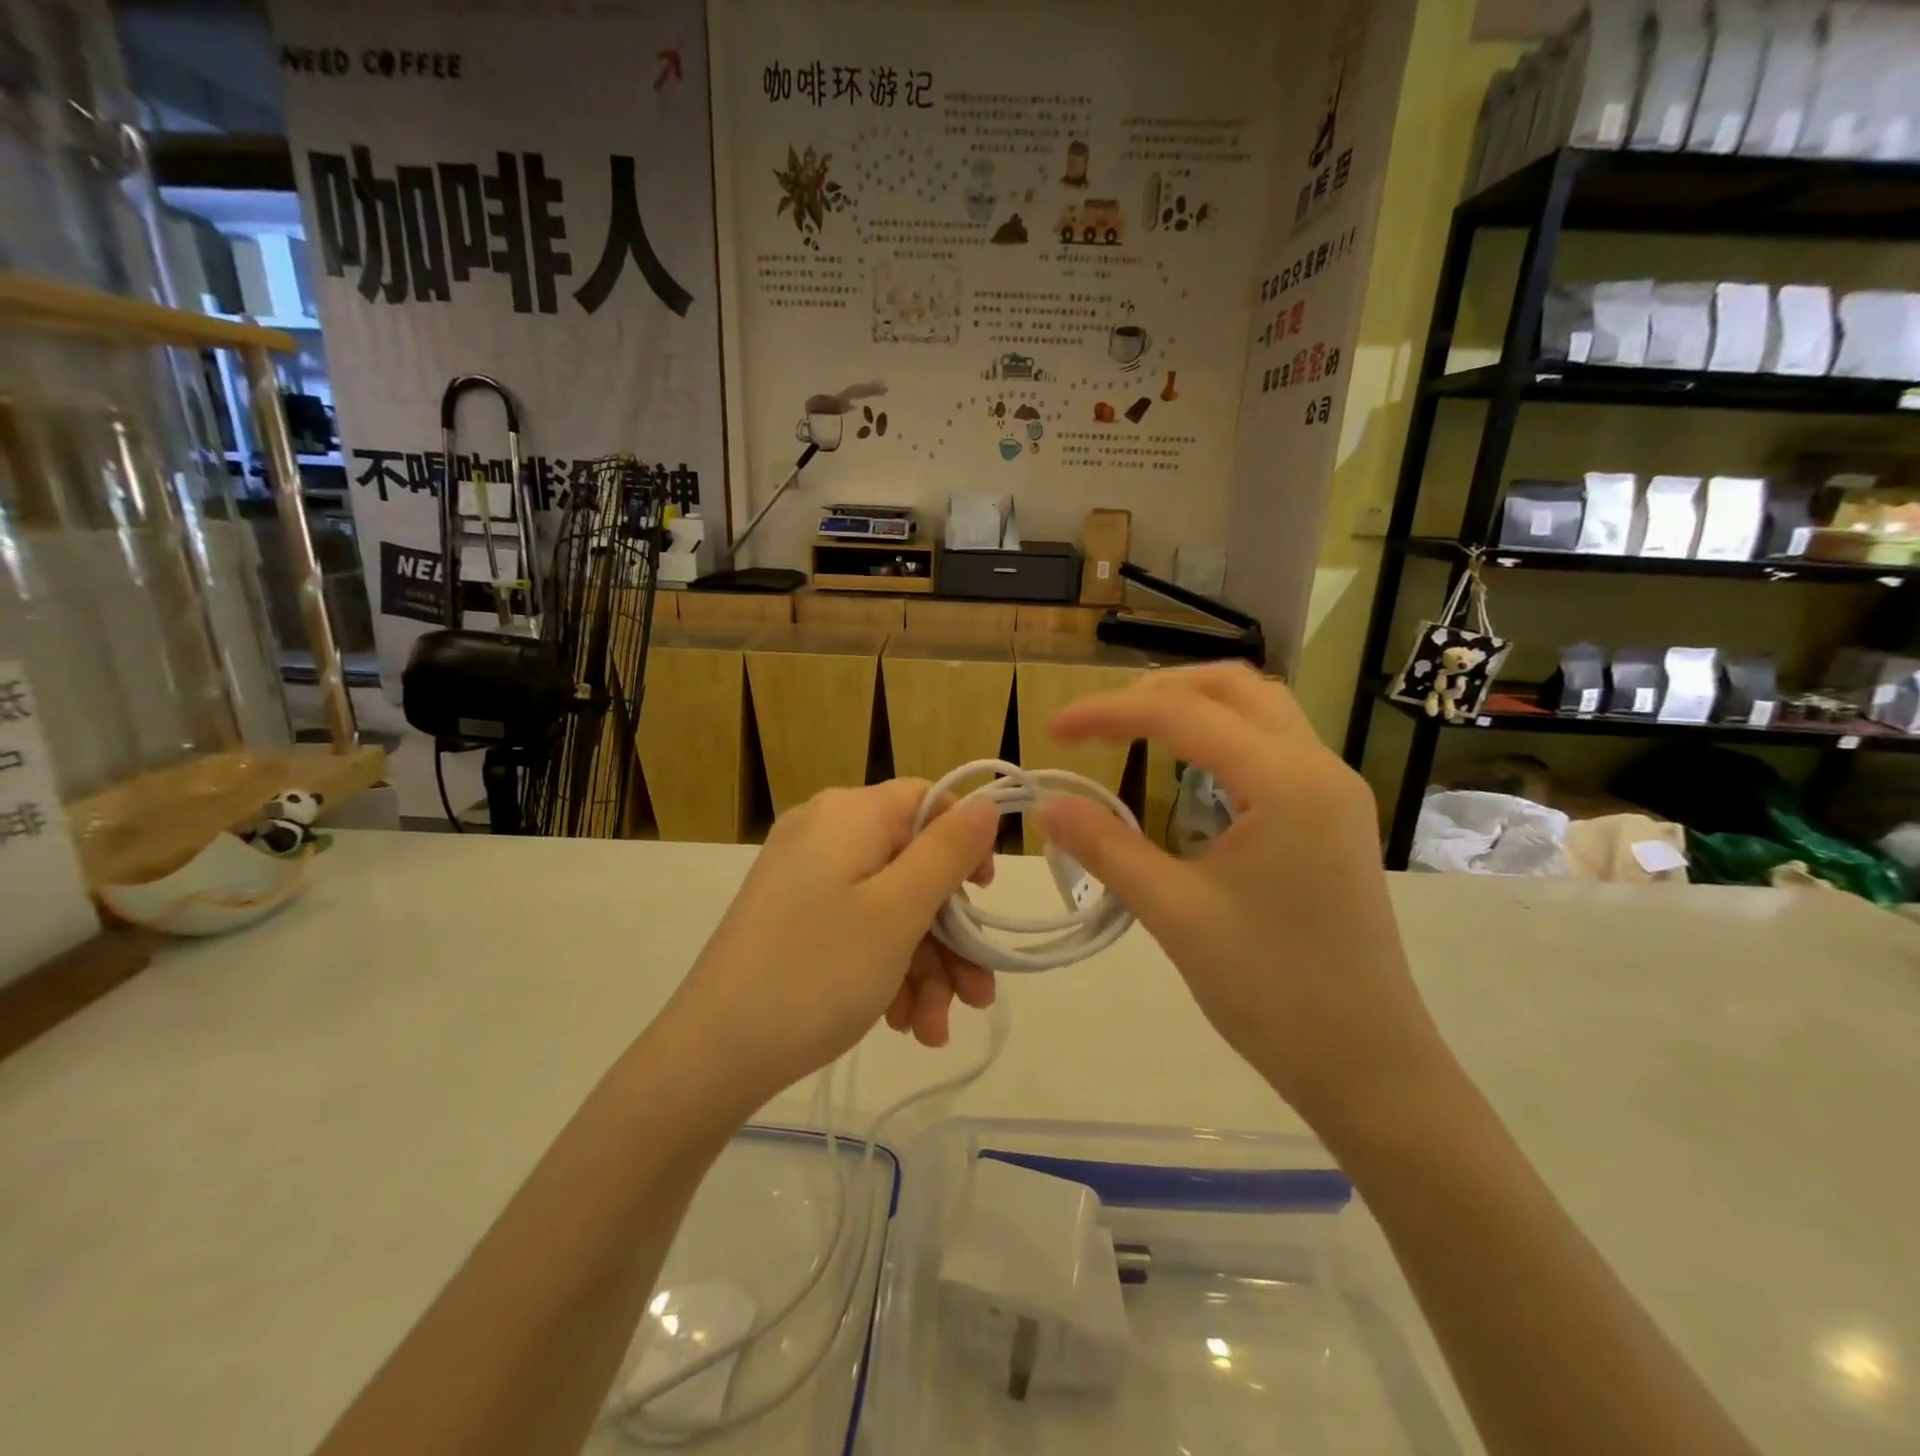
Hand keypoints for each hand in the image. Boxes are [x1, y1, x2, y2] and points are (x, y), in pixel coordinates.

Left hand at [663, 781, 999, 1110]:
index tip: (983, 901)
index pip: (927, 802)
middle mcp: (825, 834)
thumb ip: (948, 852)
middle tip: (974, 997)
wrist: (711, 1056)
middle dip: (948, 936)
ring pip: (888, 907)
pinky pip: (856, 928)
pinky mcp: (793, 919)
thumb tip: (985, 803)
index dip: (965, 846)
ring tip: (933, 1031)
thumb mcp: (898, 911)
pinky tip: (900, 1023)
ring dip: (923, 967)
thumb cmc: (817, 972)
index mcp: (849, 815)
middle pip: (912, 866)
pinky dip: (886, 971)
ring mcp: (805, 878)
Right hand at [1035, 665, 1448, 1126]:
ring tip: (1135, 732)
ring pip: (1261, 711)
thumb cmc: (1272, 992)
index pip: (1183, 714)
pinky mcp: (1335, 819)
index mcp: (1286, 782)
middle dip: (1158, 691)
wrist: (1369, 1067)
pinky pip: (1275, 748)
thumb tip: (1046, 806)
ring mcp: (1335, 792)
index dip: (1108, 713)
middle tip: (1098, 723)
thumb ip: (1106, 848)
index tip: (1051, 730)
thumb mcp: (1175, 914)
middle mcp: (1319, 768)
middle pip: (1234, 687)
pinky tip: (1188, 774)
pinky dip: (1223, 738)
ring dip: (1195, 707)